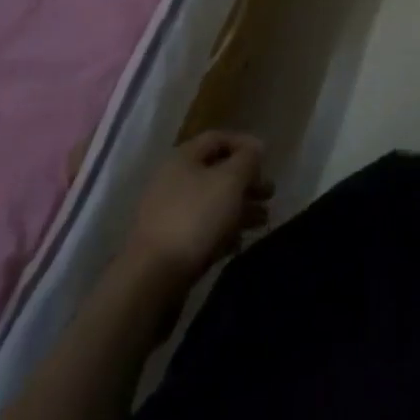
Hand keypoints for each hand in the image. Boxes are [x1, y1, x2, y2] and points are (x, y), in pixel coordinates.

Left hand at [126, 131, 272, 286]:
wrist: (151, 281)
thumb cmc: (195, 218)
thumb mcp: (230, 180)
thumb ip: (248, 159)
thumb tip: (255, 148)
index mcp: (183, 158)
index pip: (218, 138)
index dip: (245, 143)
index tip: (266, 158)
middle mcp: (172, 181)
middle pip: (217, 172)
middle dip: (246, 181)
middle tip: (269, 193)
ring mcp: (167, 215)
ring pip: (211, 203)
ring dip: (239, 208)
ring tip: (262, 220)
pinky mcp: (168, 245)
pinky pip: (201, 229)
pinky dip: (222, 231)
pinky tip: (238, 242)